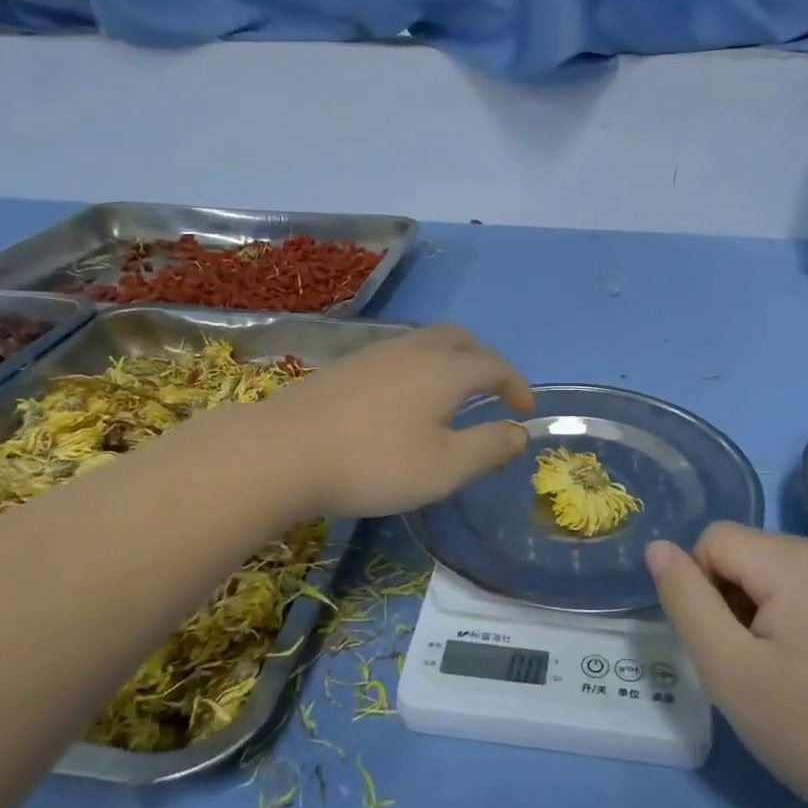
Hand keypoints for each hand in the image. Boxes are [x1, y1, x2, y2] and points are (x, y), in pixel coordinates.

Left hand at [260, 324, 533, 518]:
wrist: (282, 452)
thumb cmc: (374, 463)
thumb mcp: (445, 467)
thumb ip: (489, 448)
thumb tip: (519, 432)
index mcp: (445, 370)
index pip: (494, 366)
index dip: (517, 385)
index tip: (525, 411)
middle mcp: (413, 350)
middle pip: (460, 340)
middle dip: (485, 361)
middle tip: (492, 392)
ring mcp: (375, 354)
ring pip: (426, 343)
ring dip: (451, 362)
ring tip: (452, 397)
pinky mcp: (345, 367)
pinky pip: (398, 355)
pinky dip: (420, 369)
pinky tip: (405, 401)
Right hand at [646, 524, 807, 807]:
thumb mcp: (726, 668)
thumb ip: (684, 599)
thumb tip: (658, 548)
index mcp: (803, 563)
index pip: (715, 540)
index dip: (701, 589)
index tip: (725, 646)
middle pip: (748, 550)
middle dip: (733, 597)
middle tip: (751, 663)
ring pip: (776, 566)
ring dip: (760, 605)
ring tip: (781, 665)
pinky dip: (793, 611)